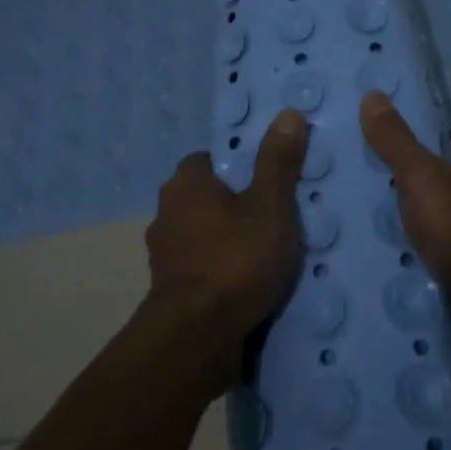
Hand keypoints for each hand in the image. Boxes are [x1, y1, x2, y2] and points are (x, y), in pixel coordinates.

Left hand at [141, 109, 309, 397]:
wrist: (198, 336)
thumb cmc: (236, 259)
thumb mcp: (270, 205)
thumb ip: (278, 161)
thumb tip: (287, 113)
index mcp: (185, 184)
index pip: (208, 159)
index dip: (237, 166)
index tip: (267, 182)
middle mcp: (166, 213)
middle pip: (204, 198)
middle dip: (233, 205)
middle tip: (273, 216)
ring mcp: (163, 255)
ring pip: (201, 235)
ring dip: (225, 241)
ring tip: (264, 254)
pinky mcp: (169, 291)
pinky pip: (200, 268)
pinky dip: (219, 271)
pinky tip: (246, 284)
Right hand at [359, 92, 450, 368]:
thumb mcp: (423, 180)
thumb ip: (396, 142)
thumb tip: (372, 94)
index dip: (419, 142)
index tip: (382, 149)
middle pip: (448, 182)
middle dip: (414, 188)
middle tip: (368, 191)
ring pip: (448, 221)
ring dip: (420, 227)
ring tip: (372, 228)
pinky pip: (450, 256)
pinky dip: (428, 258)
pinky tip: (398, 263)